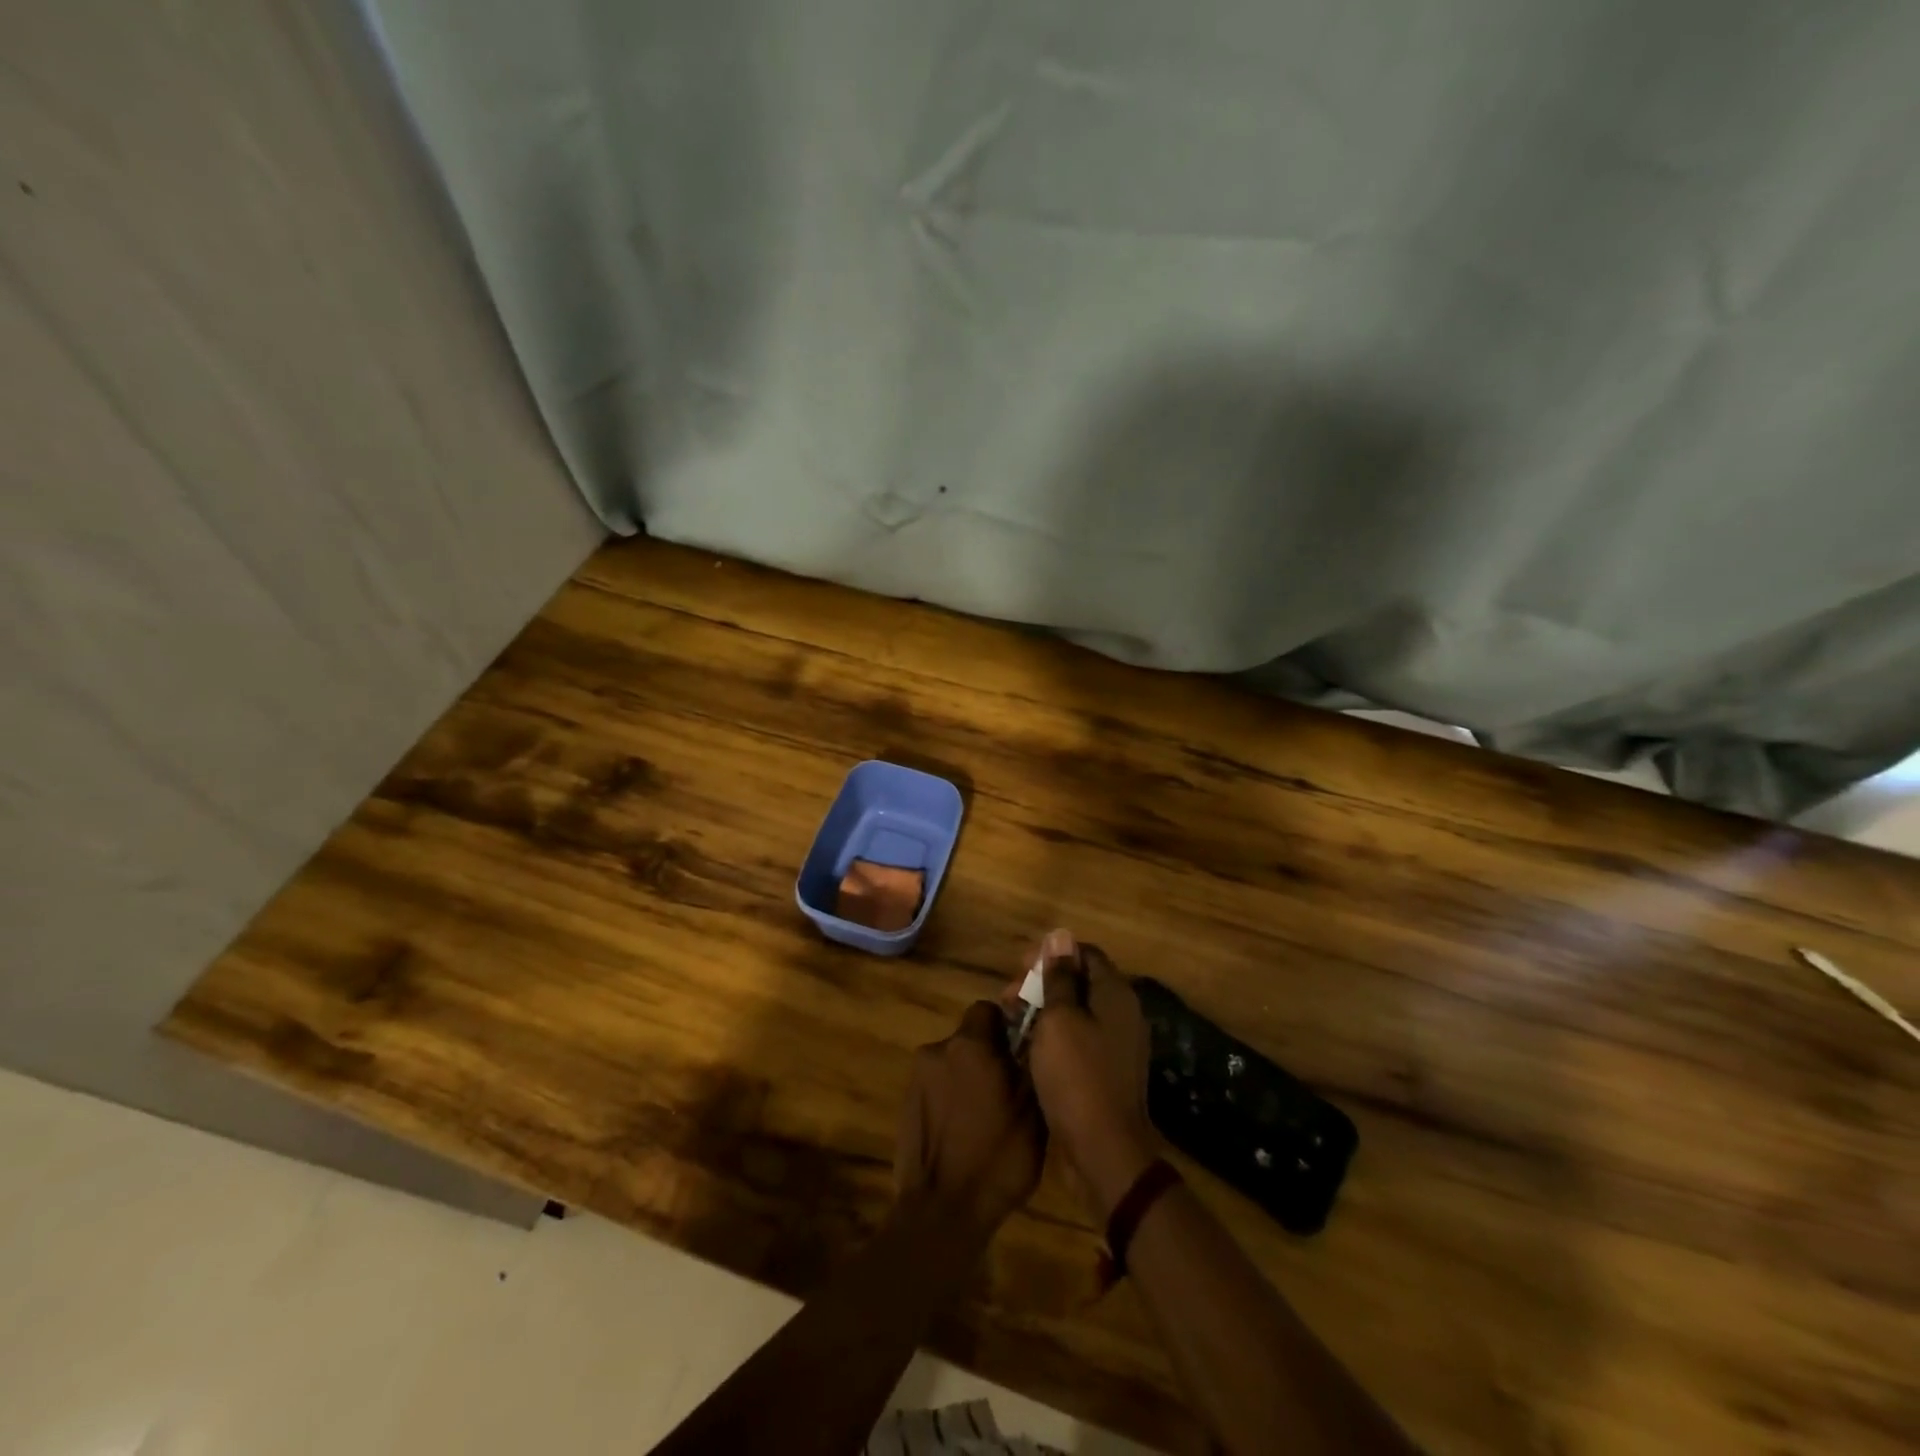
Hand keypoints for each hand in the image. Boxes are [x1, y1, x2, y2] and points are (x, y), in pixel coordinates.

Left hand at [895, 1001, 1045, 1236]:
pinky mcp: (906, 1103)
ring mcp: (917, 1077)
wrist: (940, 1212)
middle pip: (969, 1037)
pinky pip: (937, 1087)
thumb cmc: (996, 1159)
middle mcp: (938, 1049)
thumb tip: (1035, 1033)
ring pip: (953, 1063)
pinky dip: (952, 1098)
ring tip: (987, 1116)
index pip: (988, 1010)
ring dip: (969, 1077)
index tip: (1022, 1050)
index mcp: (970, 1045)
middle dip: (989, 1054)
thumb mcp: (1033, 1112)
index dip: (1007, 1025)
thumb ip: (1031, 1063)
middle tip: (1009, 1087)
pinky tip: (964, 1131)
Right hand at [1007, 930, 1160, 1221]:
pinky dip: (1054, 1035)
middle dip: (1041, 982)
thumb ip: (1058, 977)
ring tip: (1012, 1021)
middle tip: (1008, 996)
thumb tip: (1061, 936)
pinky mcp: (1106, 1070)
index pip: (1084, 953)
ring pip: (1076, 1011)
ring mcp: (1116, 1044)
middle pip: (1079, 981)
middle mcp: (1121, 1013)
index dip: (1050, 954)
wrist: (1104, 1151)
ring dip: (1043, 1009)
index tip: (1018, 968)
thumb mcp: (1059, 1019)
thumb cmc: (1076, 1076)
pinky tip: (1028, 1046)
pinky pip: (1078, 1038)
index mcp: (1114, 993)